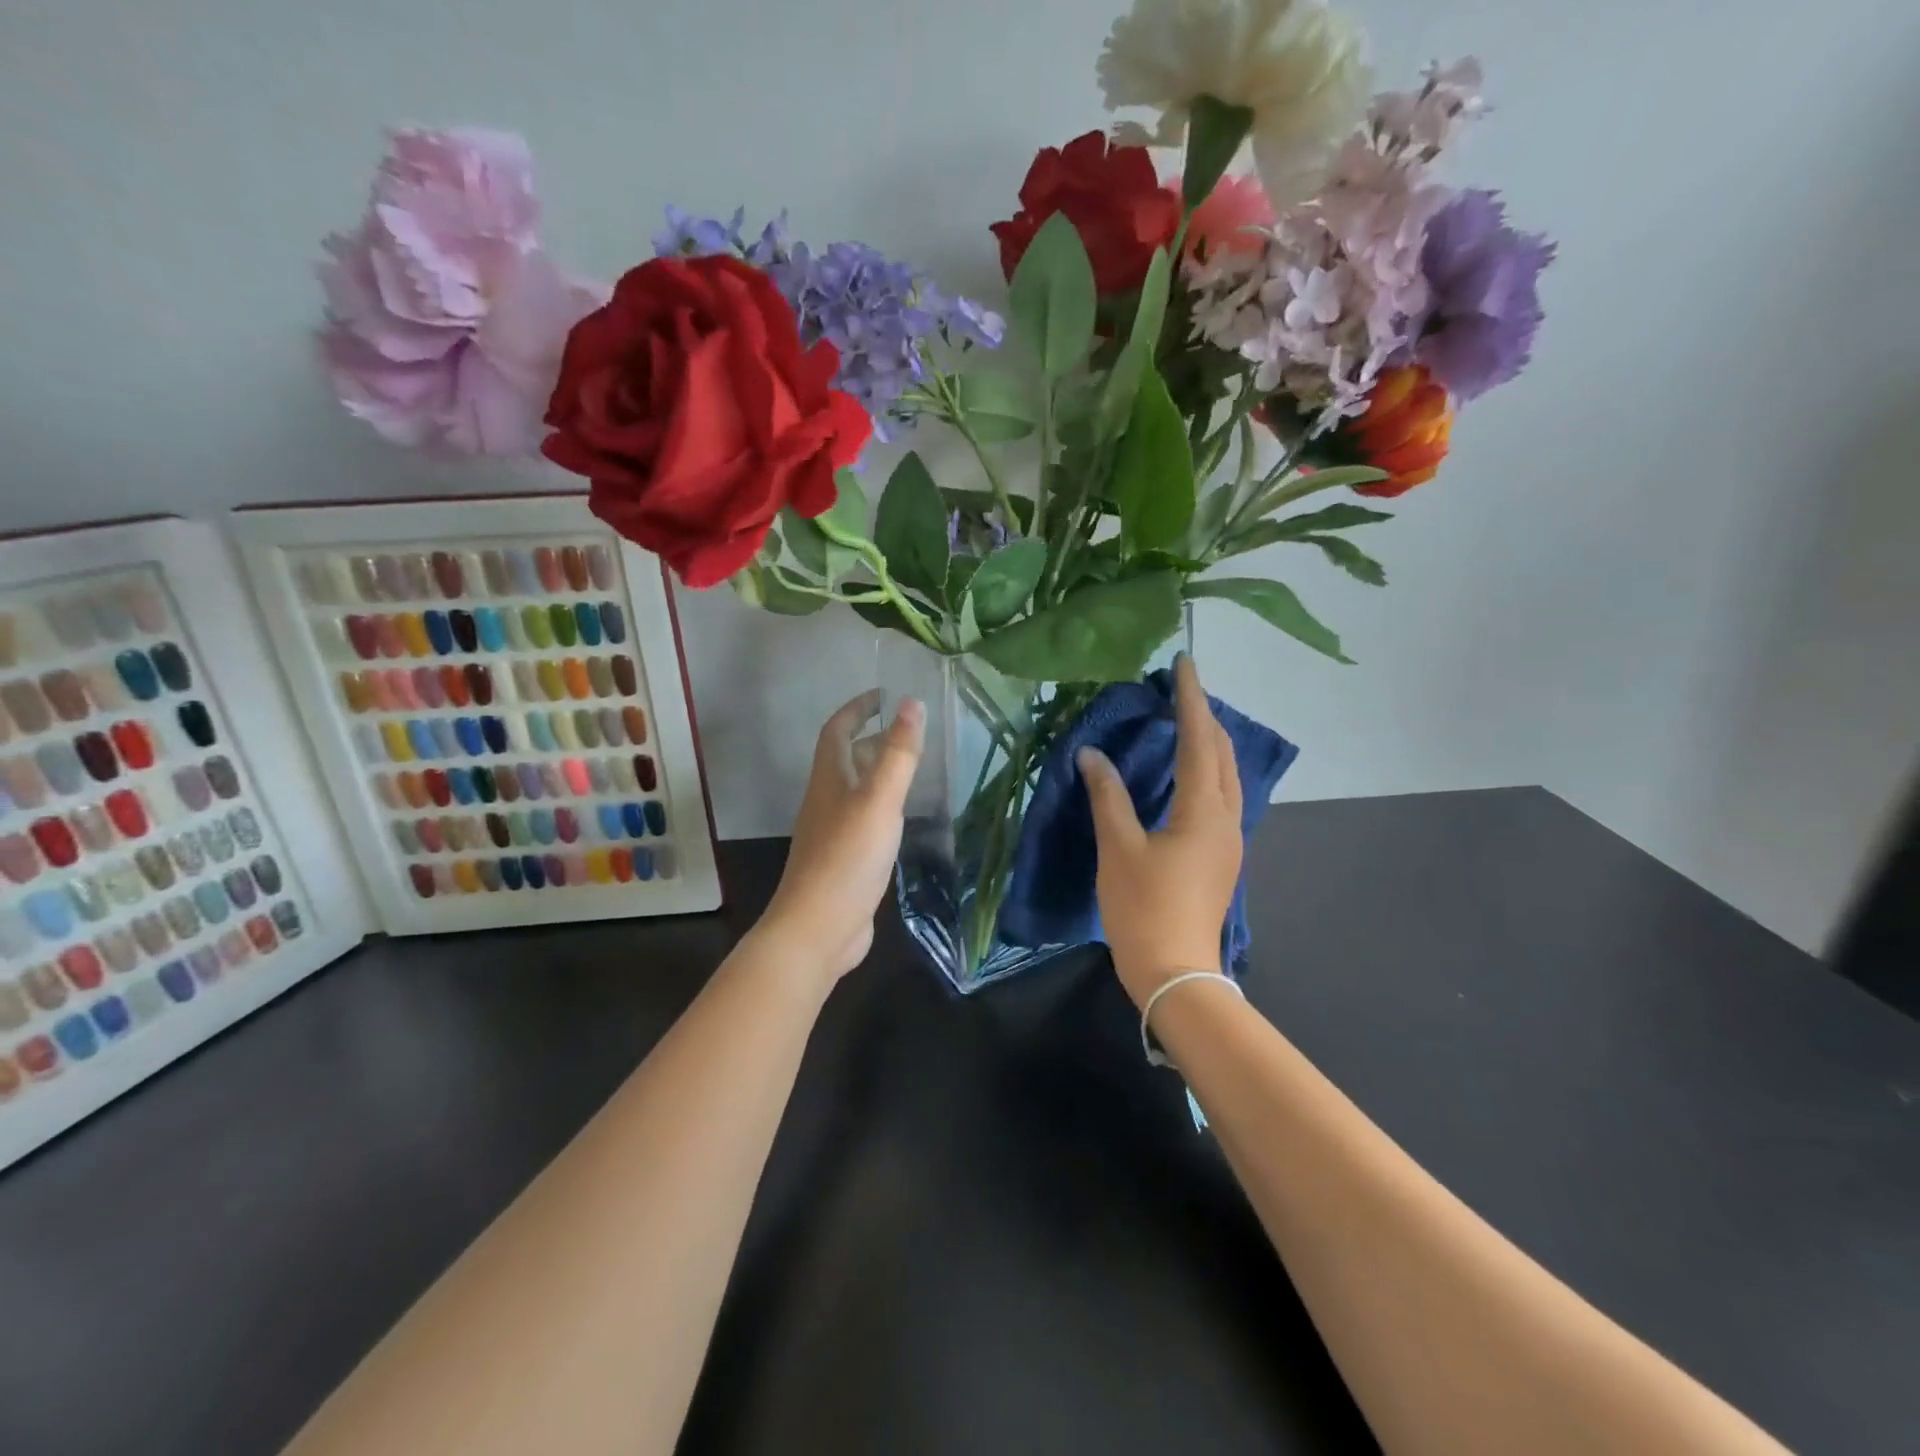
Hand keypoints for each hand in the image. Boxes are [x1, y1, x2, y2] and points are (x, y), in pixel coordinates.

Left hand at [761, 690, 924, 985]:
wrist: (819, 928)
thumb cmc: (847, 858)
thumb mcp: (879, 801)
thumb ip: (898, 754)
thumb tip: (911, 702)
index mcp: (829, 779)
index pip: (838, 730)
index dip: (857, 708)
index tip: (884, 694)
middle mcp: (827, 800)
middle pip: (846, 758)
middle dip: (873, 738)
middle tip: (909, 730)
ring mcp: (833, 832)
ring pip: (856, 790)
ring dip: (879, 772)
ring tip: (912, 767)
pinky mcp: (845, 860)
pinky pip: (864, 819)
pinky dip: (883, 807)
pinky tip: (902, 818)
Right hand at [1079, 655, 1243, 1007]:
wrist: (1175, 973)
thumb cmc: (1144, 908)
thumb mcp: (1118, 849)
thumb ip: (1107, 797)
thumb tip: (1093, 755)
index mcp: (1204, 811)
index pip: (1199, 740)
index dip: (1191, 698)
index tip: (1184, 663)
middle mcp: (1227, 819)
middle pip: (1223, 754)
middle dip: (1205, 716)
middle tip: (1180, 690)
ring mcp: (1229, 841)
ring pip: (1227, 777)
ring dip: (1209, 743)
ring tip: (1185, 721)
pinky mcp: (1221, 857)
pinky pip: (1221, 797)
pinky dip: (1207, 771)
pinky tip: (1187, 774)